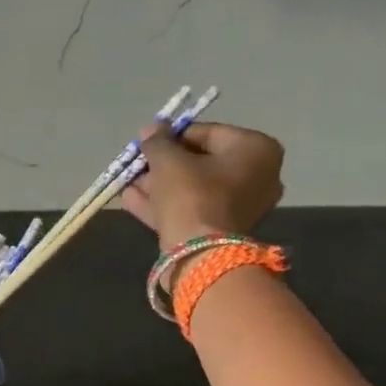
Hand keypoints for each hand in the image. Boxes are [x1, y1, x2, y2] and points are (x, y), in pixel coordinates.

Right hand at [121, 122, 284, 248]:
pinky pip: (191, 209)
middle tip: (137, 164)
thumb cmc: (191, 196)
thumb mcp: (168, 161)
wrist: (200, 256)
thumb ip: (158, 142)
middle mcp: (257, 175)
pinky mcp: (222, 231)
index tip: (146, 142)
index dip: (171, 136)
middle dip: (164, 164)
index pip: (207, 133)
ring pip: (193, 189)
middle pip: (200, 163)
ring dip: (158, 185)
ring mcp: (241, 207)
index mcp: (255, 149)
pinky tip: (132, 199)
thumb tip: (151, 128)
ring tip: (128, 183)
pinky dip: (164, 204)